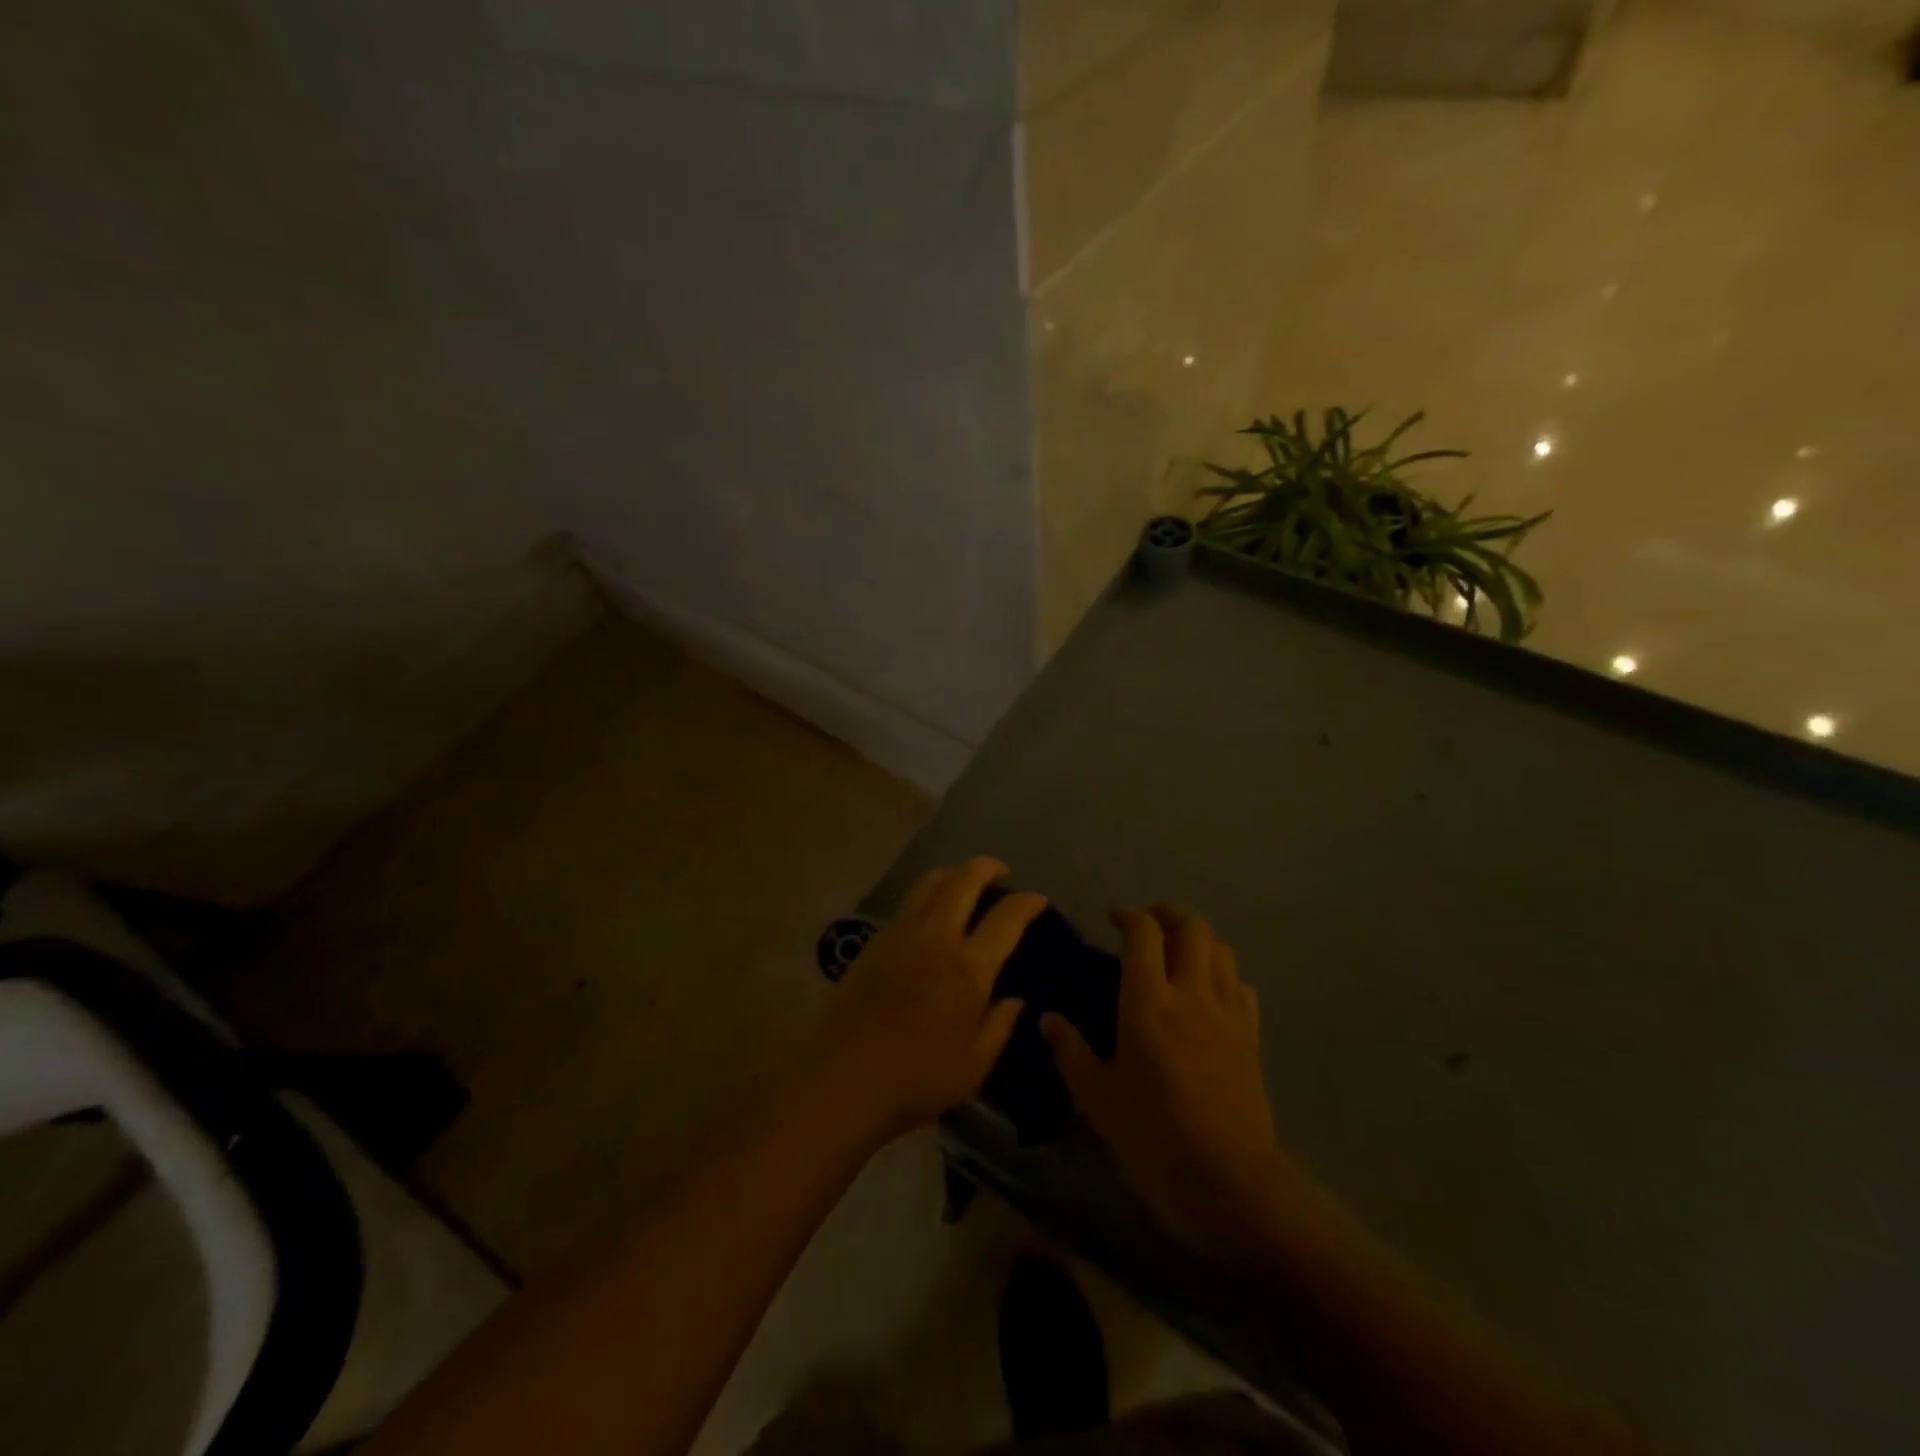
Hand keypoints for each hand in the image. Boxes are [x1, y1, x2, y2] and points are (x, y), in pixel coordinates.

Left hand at [801, 857, 1046, 1148]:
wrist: (842, 1078)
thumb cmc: (916, 1079)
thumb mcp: (974, 1066)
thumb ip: (999, 1026)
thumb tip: (1014, 999)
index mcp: (968, 969)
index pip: (1006, 919)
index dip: (1027, 903)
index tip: (1038, 899)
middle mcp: (936, 938)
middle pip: (963, 881)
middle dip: (986, 867)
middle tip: (1000, 872)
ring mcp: (900, 935)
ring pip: (930, 884)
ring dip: (954, 874)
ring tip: (964, 882)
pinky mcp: (873, 942)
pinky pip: (907, 904)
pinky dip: (927, 895)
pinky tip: (930, 914)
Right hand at [1041, 907, 1285, 1253]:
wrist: (1230, 1182)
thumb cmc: (1153, 1137)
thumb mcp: (1096, 1098)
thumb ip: (1070, 1051)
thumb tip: (1047, 1019)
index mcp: (1148, 1002)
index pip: (1143, 933)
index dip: (1129, 915)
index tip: (1113, 919)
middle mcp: (1191, 993)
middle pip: (1192, 927)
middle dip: (1167, 915)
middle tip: (1146, 926)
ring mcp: (1227, 1013)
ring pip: (1221, 949)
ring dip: (1198, 939)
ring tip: (1177, 951)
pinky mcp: (1252, 1037)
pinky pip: (1241, 985)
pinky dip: (1223, 973)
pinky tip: (1209, 991)